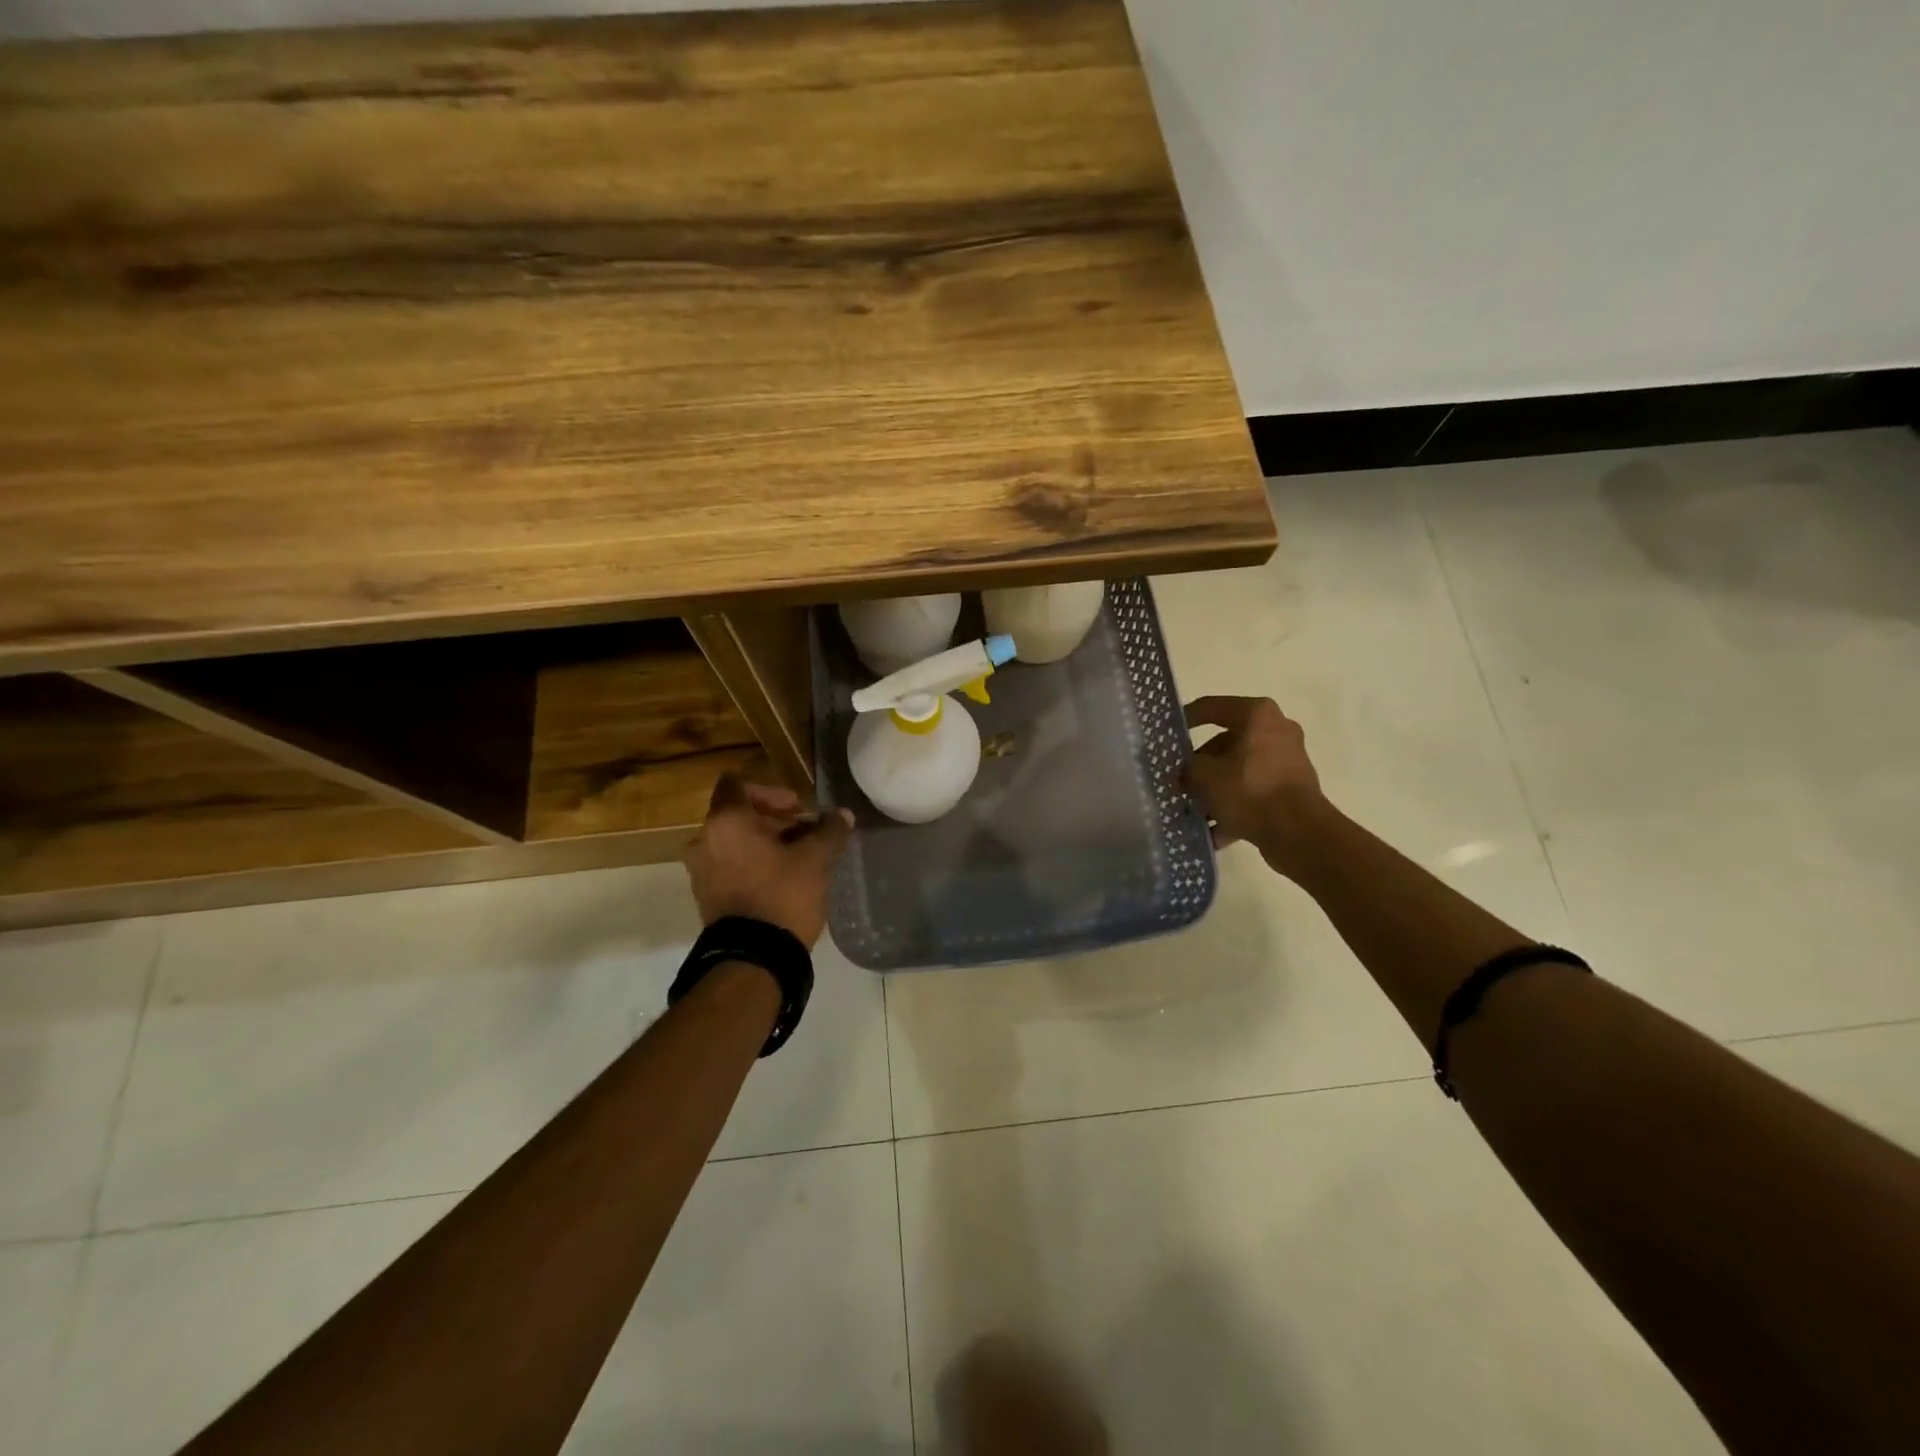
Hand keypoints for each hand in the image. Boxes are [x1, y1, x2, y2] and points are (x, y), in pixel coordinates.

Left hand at [682, 774, 853, 947]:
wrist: (753, 958)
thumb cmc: (782, 895)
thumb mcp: (816, 859)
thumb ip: (829, 831)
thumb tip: (843, 814)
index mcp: (726, 821)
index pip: (738, 784)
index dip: (771, 791)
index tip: (798, 809)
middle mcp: (704, 840)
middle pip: (738, 814)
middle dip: (774, 820)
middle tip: (805, 834)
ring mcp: (700, 870)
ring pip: (734, 841)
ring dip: (763, 843)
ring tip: (796, 858)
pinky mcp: (705, 896)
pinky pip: (728, 865)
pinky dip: (751, 864)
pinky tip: (780, 879)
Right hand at [1183, 696, 1332, 878]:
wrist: (1298, 833)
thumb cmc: (1249, 790)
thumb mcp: (1203, 776)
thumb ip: (1187, 768)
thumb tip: (1186, 774)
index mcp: (1257, 715)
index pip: (1211, 707)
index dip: (1186, 718)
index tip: (1168, 733)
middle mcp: (1276, 730)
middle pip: (1226, 742)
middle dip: (1201, 765)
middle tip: (1180, 781)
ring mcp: (1287, 761)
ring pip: (1239, 770)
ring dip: (1215, 789)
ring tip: (1193, 809)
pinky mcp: (1292, 789)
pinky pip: (1254, 792)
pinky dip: (1234, 807)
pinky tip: (1213, 831)